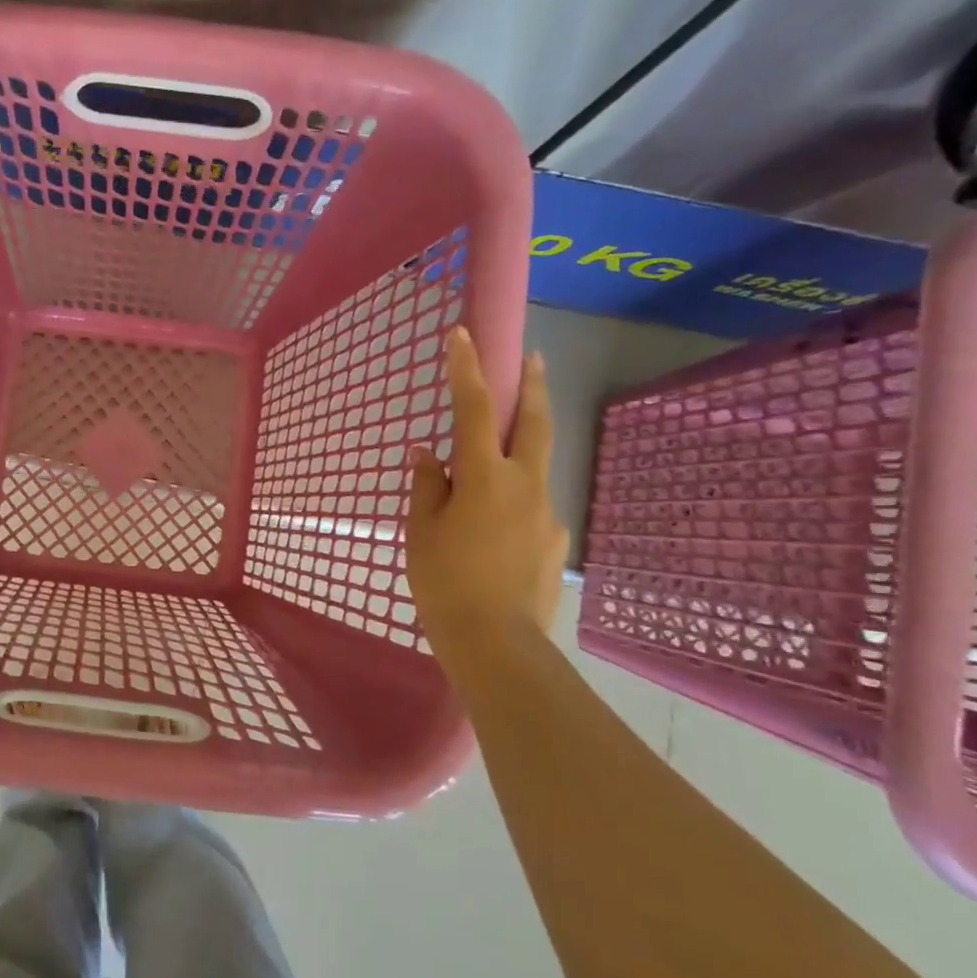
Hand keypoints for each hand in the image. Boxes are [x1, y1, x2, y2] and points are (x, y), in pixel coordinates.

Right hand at [406, 326, 567, 645]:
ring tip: (491, 469)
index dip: (466, 369)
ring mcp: (546, 514)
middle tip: (534, 357)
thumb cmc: (445, 581)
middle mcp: (524, 485)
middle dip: (531, 385)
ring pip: (534, 467)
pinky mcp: (555, 542)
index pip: (473, 410)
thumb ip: (427, 485)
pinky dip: (513, 504)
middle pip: (532, 423)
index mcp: (484, 478)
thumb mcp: (421, 530)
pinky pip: (531, 509)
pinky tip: (494, 535)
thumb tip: (428, 452)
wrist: (496, 643)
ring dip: (520, 449)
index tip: (463, 334)